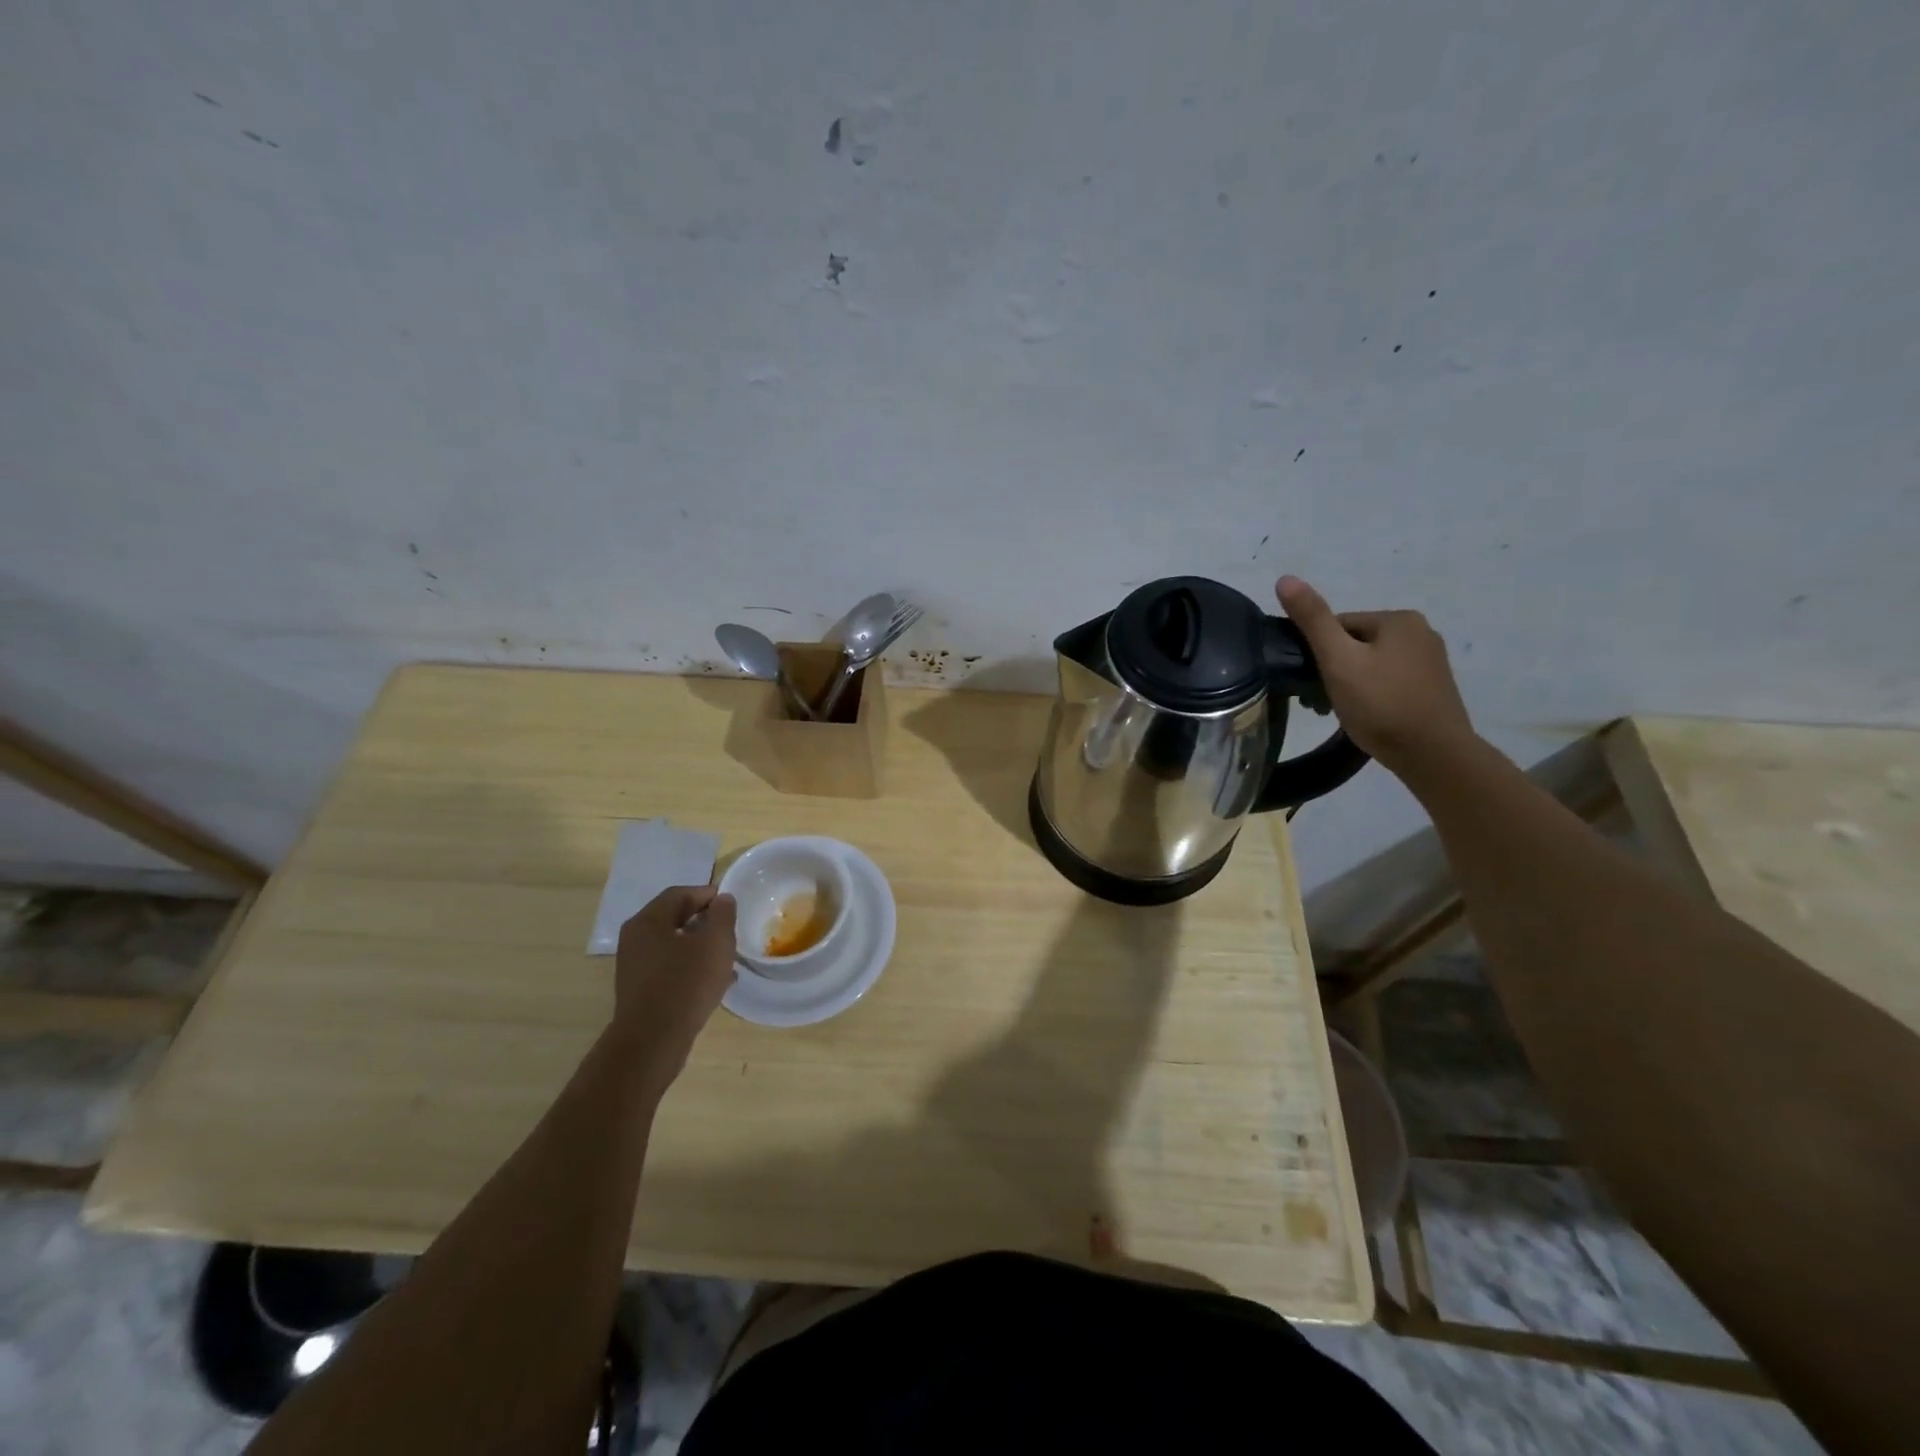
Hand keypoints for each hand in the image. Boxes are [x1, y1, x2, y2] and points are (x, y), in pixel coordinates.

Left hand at [611, 886, 737, 1098]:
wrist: (653, 1042)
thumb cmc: (686, 983)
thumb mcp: (715, 943)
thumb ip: (722, 915)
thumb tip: (722, 899)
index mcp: (648, 921)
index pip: (680, 893)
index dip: (708, 894)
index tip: (731, 904)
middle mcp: (635, 939)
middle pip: (675, 918)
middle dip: (705, 921)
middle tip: (730, 929)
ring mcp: (635, 966)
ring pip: (674, 945)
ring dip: (700, 946)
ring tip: (727, 957)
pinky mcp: (641, 990)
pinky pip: (670, 968)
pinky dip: (691, 967)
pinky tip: (715, 981)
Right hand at [1275, 575, 1475, 779]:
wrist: (1434, 755)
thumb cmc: (1381, 704)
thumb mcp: (1338, 660)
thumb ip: (1312, 620)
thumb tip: (1285, 578)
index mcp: (1398, 619)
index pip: (1338, 625)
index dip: (1317, 653)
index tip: (1310, 681)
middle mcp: (1421, 632)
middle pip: (1355, 644)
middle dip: (1334, 669)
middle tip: (1321, 701)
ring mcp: (1431, 661)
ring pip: (1371, 665)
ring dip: (1350, 684)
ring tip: (1341, 712)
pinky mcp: (1433, 688)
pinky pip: (1390, 682)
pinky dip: (1372, 695)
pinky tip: (1366, 717)